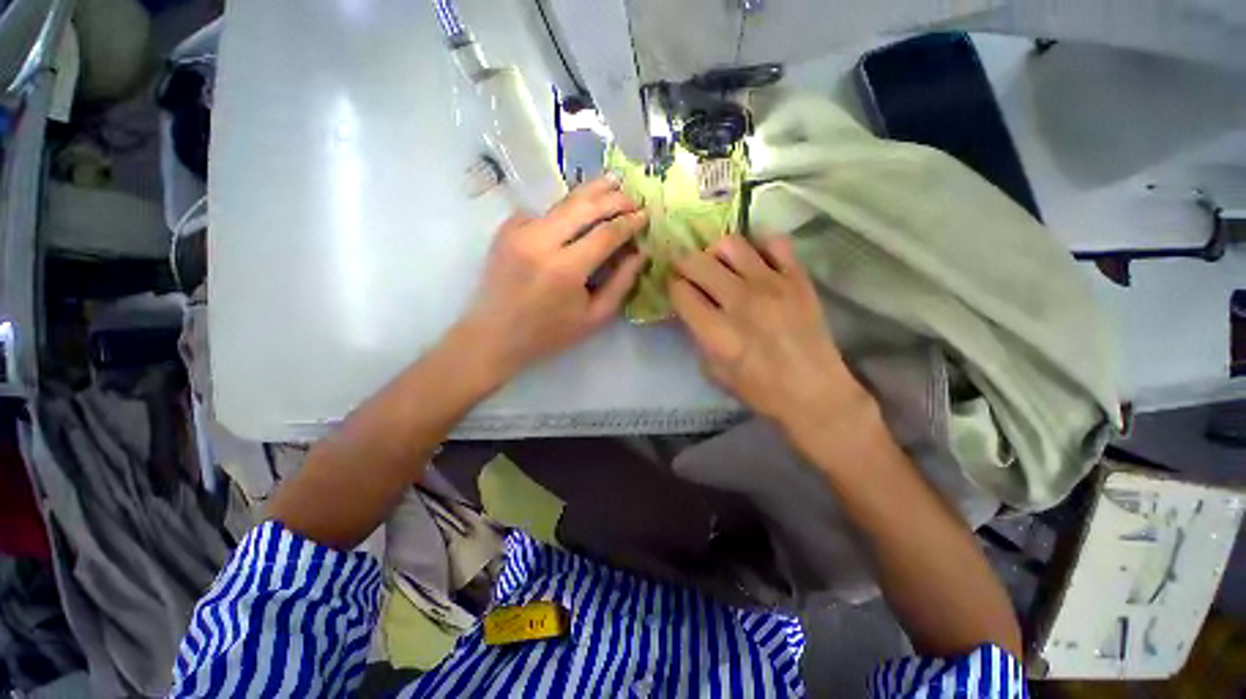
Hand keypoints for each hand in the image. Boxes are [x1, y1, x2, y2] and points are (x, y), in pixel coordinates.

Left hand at [456, 177, 647, 382]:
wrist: (494, 335)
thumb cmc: (549, 334)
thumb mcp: (594, 318)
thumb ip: (621, 284)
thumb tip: (641, 253)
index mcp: (565, 270)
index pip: (605, 234)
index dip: (629, 222)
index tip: (645, 215)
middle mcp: (541, 242)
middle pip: (584, 207)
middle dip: (613, 198)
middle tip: (633, 197)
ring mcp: (519, 231)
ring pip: (562, 202)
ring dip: (590, 191)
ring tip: (612, 182)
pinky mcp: (506, 229)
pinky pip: (543, 211)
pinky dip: (563, 208)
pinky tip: (576, 210)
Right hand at [669, 234, 871, 433]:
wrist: (814, 393)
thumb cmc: (759, 390)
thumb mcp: (713, 371)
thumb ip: (697, 335)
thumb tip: (689, 306)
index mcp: (717, 332)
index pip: (680, 291)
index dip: (673, 288)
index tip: (678, 291)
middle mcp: (741, 302)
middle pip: (697, 263)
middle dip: (684, 265)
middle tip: (689, 272)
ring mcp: (772, 286)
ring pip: (731, 245)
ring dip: (716, 252)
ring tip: (721, 265)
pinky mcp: (798, 279)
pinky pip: (775, 242)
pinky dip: (759, 246)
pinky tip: (755, 262)